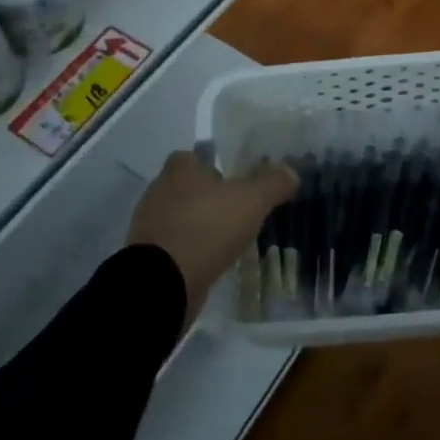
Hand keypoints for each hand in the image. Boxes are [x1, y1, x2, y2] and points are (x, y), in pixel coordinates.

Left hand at [128, 146, 297, 326]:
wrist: (163, 282)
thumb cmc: (206, 228)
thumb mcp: (251, 201)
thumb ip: (272, 183)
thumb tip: (291, 170)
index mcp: (179, 169)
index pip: (194, 156)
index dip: (214, 165)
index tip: (235, 179)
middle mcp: (159, 191)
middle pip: (187, 187)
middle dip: (209, 196)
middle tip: (238, 209)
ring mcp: (150, 226)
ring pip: (180, 217)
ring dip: (200, 225)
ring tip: (228, 237)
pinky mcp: (149, 256)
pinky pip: (175, 246)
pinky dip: (191, 250)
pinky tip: (211, 260)